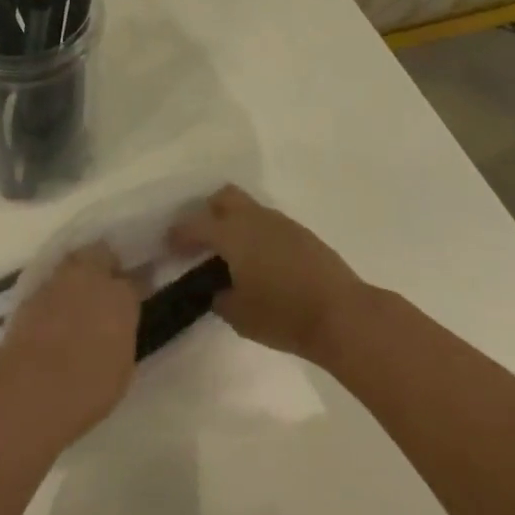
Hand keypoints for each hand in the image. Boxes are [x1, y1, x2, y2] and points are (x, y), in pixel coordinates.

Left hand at [0, 245, 139, 445]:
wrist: (34, 385)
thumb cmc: (89, 387)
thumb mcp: (122, 366)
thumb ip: (122, 335)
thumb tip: (116, 327)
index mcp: (121, 297)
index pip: (135, 280)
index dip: (136, 286)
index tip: (136, 293)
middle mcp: (91, 277)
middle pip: (101, 254)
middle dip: (105, 263)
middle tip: (106, 284)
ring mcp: (58, 280)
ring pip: (73, 261)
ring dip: (78, 273)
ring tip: (78, 293)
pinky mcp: (32, 291)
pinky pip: (50, 281)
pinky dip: (55, 290)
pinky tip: (55, 308)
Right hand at [171, 185, 362, 360]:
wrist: (344, 316)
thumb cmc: (284, 315)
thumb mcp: (239, 316)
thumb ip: (220, 298)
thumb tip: (218, 290)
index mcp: (232, 233)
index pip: (195, 224)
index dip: (179, 234)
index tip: (170, 246)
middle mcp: (254, 219)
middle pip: (224, 197)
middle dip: (208, 213)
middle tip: (203, 241)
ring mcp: (282, 223)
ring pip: (249, 209)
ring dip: (236, 224)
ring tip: (233, 255)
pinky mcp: (303, 235)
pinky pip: (269, 224)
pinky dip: (258, 236)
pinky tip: (261, 263)